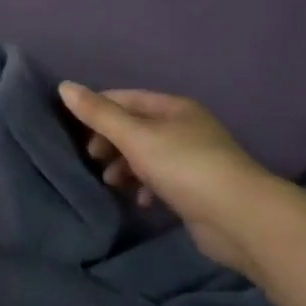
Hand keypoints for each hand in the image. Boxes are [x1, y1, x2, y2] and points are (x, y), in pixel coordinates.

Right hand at [59, 82, 282, 277]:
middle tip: (91, 159)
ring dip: (124, 166)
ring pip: (146, 155)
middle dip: (109, 142)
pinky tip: (140, 201)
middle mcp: (184, 128)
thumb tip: (64, 86)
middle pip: (135, 127)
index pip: (124, 98)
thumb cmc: (185, 167)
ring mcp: (194, 159)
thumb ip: (99, 114)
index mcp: (173, 107)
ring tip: (111, 183)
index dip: (97, 110)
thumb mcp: (135, 137)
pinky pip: (161, 181)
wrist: (242, 219)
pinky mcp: (198, 190)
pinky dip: (145, 187)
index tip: (73, 130)